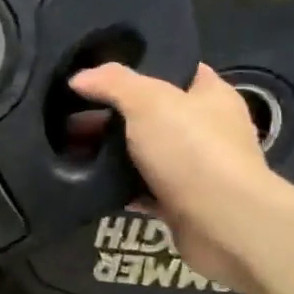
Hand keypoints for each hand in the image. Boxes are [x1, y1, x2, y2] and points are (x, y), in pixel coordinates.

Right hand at [69, 62, 293, 293]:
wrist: (223, 224)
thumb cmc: (193, 150)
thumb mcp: (148, 101)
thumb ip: (113, 83)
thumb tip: (79, 78)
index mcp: (211, 96)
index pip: (176, 70)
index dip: (140, 68)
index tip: (100, 74)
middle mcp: (207, 130)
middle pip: (153, 114)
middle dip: (114, 114)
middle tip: (72, 113)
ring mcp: (195, 169)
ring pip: (144, 153)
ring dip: (112, 153)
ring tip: (71, 146)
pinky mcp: (181, 204)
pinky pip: (141, 189)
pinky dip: (118, 187)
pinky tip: (89, 181)